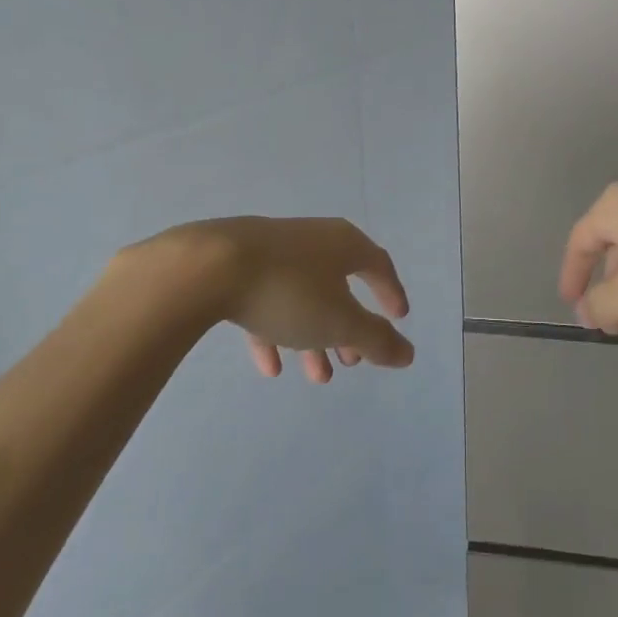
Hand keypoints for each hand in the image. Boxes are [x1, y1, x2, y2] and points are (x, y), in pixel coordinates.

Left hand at [163, 216, 413, 383]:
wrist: (209, 267)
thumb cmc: (289, 291)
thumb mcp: (340, 322)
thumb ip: (376, 340)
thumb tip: (409, 353)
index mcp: (343, 244)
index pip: (378, 265)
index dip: (391, 293)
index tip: (399, 318)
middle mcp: (313, 240)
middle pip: (339, 285)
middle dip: (348, 328)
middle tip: (352, 361)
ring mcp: (274, 251)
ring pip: (303, 297)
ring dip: (313, 337)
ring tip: (317, 376)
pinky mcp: (239, 266)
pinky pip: (267, 301)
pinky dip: (275, 331)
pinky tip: (270, 366)